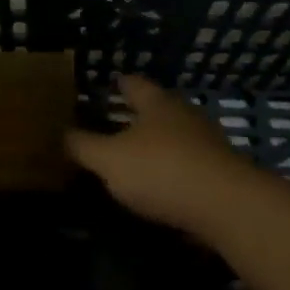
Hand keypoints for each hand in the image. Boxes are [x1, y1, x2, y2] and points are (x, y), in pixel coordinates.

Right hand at [66, 76, 251, 233]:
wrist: (226, 206)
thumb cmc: (161, 170)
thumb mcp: (109, 159)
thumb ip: (84, 146)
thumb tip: (62, 133)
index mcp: (157, 104)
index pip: (135, 84)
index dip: (119, 83)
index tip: (109, 83)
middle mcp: (185, 115)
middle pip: (158, 108)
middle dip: (138, 114)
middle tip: (114, 122)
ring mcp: (207, 144)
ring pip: (176, 136)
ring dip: (157, 144)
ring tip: (135, 157)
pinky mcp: (221, 173)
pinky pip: (189, 164)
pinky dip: (173, 169)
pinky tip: (160, 185)